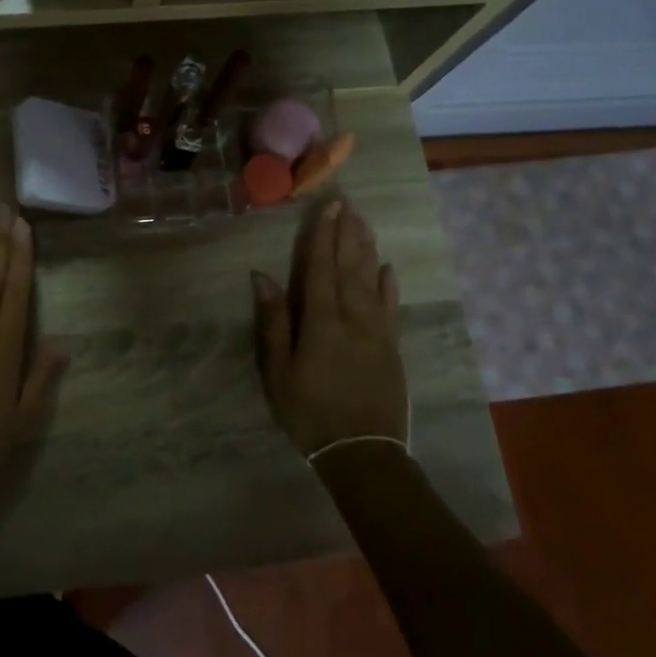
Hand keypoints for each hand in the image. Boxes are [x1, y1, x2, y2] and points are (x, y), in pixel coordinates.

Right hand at [252, 199, 409, 457]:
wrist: (363, 452)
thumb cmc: (309, 412)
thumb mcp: (279, 371)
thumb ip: (273, 322)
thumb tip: (263, 276)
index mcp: (321, 321)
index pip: (320, 268)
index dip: (322, 237)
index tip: (327, 208)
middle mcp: (353, 318)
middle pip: (349, 267)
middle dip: (347, 234)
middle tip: (348, 204)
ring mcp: (377, 332)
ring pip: (372, 281)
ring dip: (368, 250)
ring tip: (365, 223)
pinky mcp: (392, 348)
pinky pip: (392, 308)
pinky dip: (390, 286)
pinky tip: (389, 268)